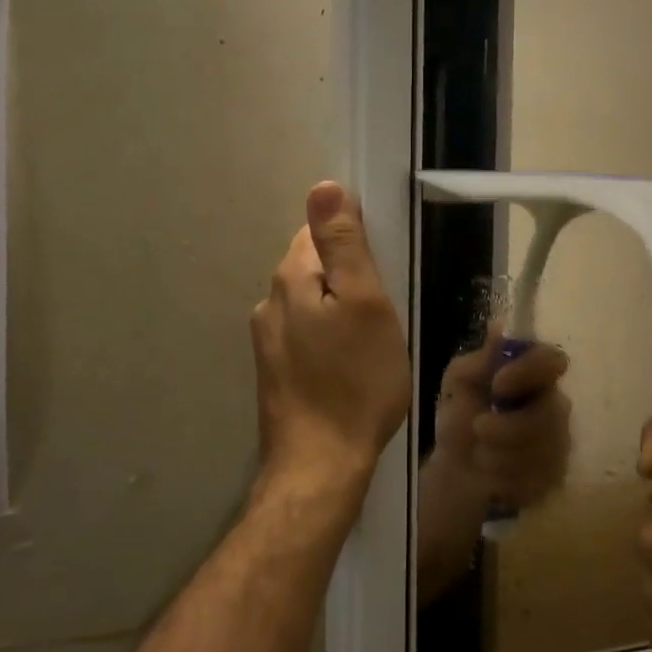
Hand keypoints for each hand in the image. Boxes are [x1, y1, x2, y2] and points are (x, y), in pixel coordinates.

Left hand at [251, 182, 410, 498]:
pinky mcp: (275, 373)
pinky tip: (350, 366)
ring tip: (372, 341)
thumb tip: (324, 187)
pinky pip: (306, 336)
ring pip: (310, 305)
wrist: (321, 464)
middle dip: (347, 278)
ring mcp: (267, 342)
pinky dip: (329, 339)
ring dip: (339, 311)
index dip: (353, 241)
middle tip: (385, 311)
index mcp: (290, 280)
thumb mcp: (365, 304)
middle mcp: (269, 304)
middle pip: (312, 267)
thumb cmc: (355, 381)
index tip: (382, 270)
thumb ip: (343, 245)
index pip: (316, 231)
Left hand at [430, 324, 571, 507]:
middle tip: (478, 428)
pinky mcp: (555, 477)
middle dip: (509, 426)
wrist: (455, 468)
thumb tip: (500, 327)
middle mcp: (555, 405)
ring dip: (501, 454)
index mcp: (534, 375)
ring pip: (544, 450)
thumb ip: (480, 359)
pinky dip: (506, 478)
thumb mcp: (459, 382)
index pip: (553, 360)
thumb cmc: (460, 416)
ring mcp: (560, 443)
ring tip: (479, 454)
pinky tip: (492, 475)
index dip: (530, 370)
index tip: (498, 384)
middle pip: (551, 412)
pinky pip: (539, 479)